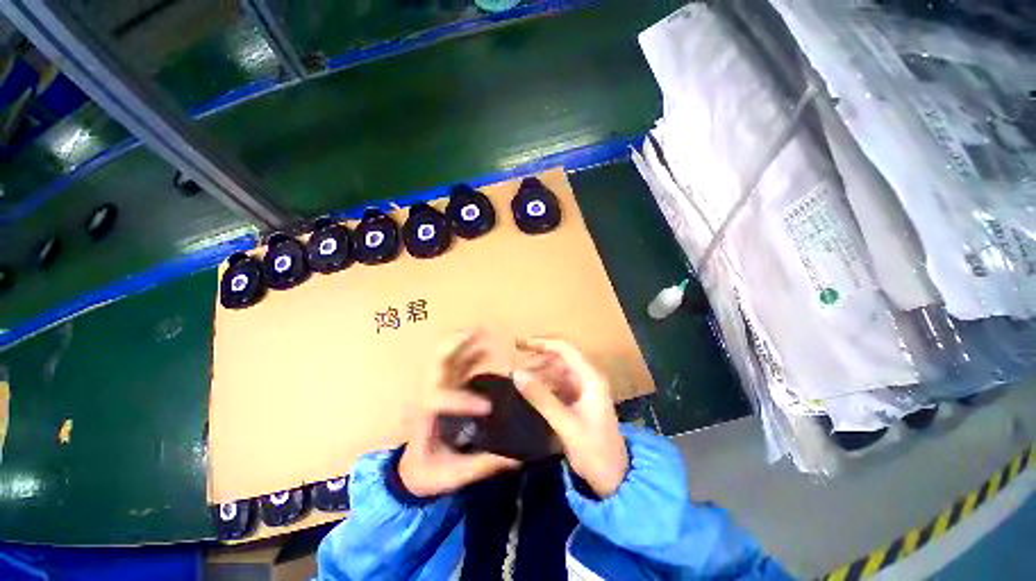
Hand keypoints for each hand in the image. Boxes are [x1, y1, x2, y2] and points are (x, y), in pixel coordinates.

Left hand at [399, 331, 519, 497]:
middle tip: (477, 332)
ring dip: (462, 343)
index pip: (437, 398)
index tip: (488, 407)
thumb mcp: (453, 476)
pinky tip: (483, 350)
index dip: (462, 399)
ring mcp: (434, 389)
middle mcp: (426, 396)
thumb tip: (517, 457)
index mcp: (424, 416)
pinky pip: (455, 366)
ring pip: (445, 358)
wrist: (411, 472)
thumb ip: (483, 465)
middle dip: (455, 345)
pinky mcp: (443, 389)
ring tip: (482, 331)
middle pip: (436, 363)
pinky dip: (467, 354)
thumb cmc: (428, 474)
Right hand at [513, 338, 628, 497]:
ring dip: (539, 371)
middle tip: (514, 360)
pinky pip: (558, 385)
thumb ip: (540, 397)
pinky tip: (530, 390)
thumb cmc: (594, 450)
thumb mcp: (565, 423)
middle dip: (537, 356)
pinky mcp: (579, 401)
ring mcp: (584, 389)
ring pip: (558, 371)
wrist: (615, 478)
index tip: (518, 344)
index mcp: (590, 377)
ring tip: (518, 377)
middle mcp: (588, 378)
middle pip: (560, 357)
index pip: (564, 348)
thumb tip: (516, 373)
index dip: (541, 343)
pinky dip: (544, 385)